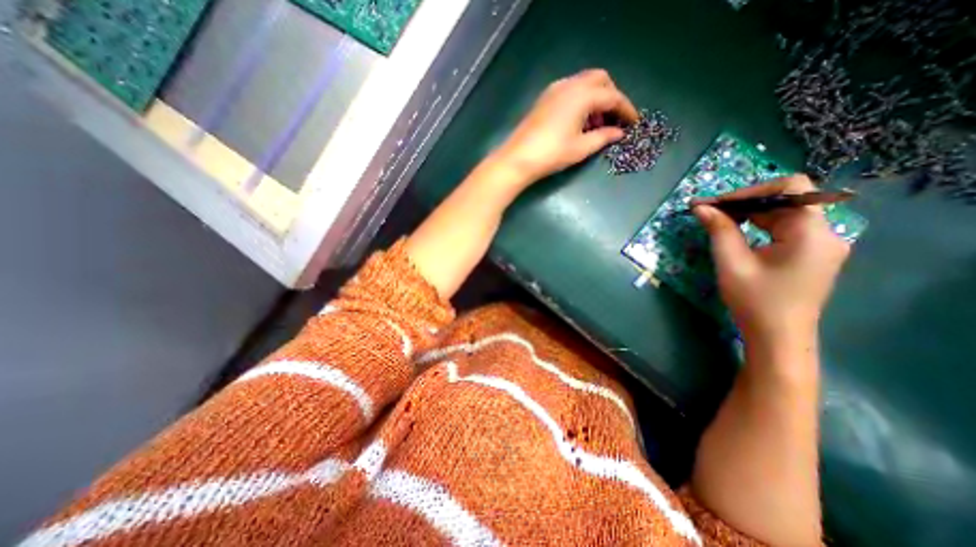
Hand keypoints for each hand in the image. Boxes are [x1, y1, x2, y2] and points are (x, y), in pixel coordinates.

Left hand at [493, 69, 638, 186]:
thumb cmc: (551, 154)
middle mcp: (570, 85)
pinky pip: (570, 91)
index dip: (626, 109)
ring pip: (584, 84)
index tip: (634, 122)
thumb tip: (619, 133)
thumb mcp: (581, 148)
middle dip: (611, 97)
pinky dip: (581, 101)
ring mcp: (554, 90)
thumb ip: (603, 137)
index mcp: (582, 95)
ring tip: (597, 124)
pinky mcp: (544, 99)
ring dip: (596, 98)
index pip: (613, 96)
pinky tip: (579, 121)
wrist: (517, 159)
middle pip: (600, 80)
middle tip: (614, 119)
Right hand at [694, 176, 847, 346]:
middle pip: (785, 200)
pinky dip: (757, 225)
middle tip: (707, 210)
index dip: (750, 190)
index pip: (790, 188)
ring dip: (748, 213)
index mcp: (812, 233)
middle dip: (744, 202)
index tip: (717, 203)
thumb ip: (719, 230)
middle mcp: (824, 233)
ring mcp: (820, 244)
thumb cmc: (754, 301)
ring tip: (716, 219)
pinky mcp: (810, 253)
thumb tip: (701, 207)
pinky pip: (783, 228)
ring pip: (782, 213)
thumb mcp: (731, 263)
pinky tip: (735, 232)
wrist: (777, 336)